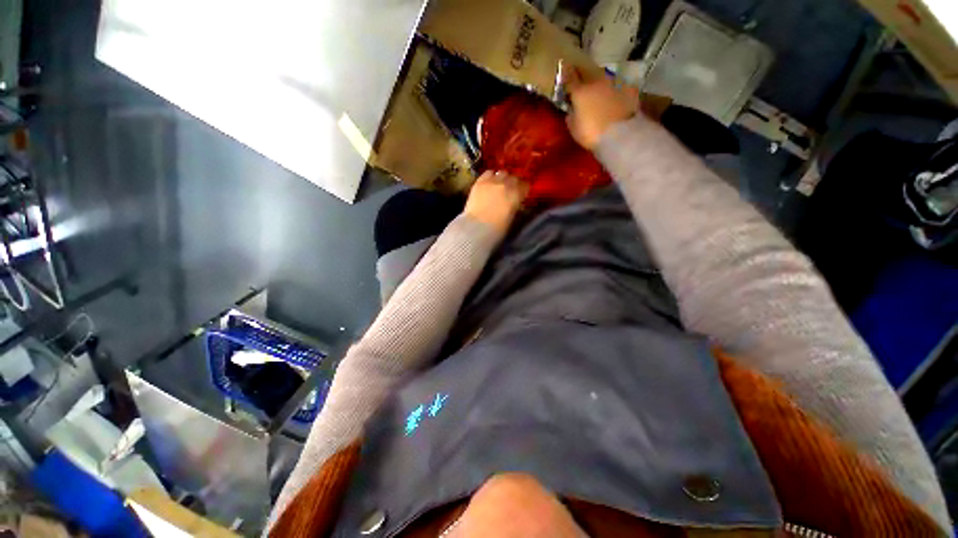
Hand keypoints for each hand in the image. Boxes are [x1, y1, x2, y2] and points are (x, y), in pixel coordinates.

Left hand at [465, 171, 527, 234]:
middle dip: (513, 183)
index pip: (525, 186)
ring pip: (502, 173)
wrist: (476, 227)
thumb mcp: (511, 218)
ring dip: (503, 178)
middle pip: (514, 178)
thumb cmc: (496, 228)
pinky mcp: (480, 182)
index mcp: (516, 195)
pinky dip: (491, 176)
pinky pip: (488, 173)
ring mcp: (492, 181)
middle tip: (510, 190)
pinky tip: (489, 182)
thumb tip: (515, 203)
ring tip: (500, 185)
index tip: (522, 193)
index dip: (523, 189)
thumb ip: (514, 206)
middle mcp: (506, 185)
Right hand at [563, 66, 639, 149]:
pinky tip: (617, 98)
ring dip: (601, 83)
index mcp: (580, 92)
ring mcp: (615, 82)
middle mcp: (597, 81)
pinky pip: (620, 86)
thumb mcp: (574, 129)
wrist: (620, 134)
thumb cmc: (591, 134)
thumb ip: (571, 116)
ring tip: (601, 92)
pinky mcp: (629, 88)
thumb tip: (571, 109)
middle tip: (584, 83)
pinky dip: (617, 90)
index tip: (564, 69)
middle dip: (585, 77)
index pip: (570, 77)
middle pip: (589, 73)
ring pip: (605, 78)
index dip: (566, 73)